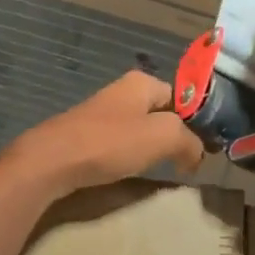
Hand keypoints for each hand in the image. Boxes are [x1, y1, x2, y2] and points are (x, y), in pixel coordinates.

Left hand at [4, 71, 205, 199]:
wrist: (52, 161)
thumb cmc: (110, 142)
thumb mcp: (163, 136)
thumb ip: (189, 141)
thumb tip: (196, 154)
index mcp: (141, 82)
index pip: (181, 97)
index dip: (195, 122)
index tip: (202, 150)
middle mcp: (122, 91)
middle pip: (160, 113)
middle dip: (173, 136)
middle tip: (183, 163)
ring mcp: (101, 113)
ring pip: (139, 129)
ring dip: (151, 149)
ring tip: (159, 170)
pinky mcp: (86, 135)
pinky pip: (119, 144)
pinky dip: (128, 157)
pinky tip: (129, 172)